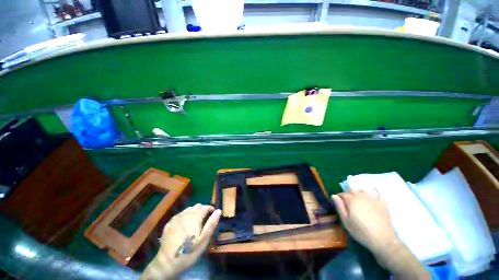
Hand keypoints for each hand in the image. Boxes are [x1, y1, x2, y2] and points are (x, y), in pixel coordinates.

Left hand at [141, 204, 221, 279]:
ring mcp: (176, 218)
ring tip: (196, 221)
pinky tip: (185, 225)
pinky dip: (185, 216)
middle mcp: (185, 214)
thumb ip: (211, 224)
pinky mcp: (169, 223)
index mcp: (194, 217)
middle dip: (203, 209)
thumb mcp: (204, 240)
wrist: (167, 263)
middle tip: (205, 219)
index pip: (205, 207)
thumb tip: (218, 211)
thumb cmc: (188, 252)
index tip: (213, 214)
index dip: (210, 209)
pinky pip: (180, 214)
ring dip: (194, 212)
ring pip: (188, 209)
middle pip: (197, 206)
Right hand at [332, 189, 429, 278]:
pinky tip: (373, 188)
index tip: (338, 202)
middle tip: (347, 203)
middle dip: (348, 194)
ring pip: (362, 191)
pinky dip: (375, 189)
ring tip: (357, 199)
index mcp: (352, 201)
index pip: (342, 194)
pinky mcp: (382, 203)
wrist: (383, 240)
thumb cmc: (361, 232)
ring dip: (358, 192)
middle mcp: (361, 197)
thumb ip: (340, 207)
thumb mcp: (346, 221)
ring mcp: (373, 199)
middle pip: (352, 191)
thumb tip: (334, 196)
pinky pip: (378, 192)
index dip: (339, 197)